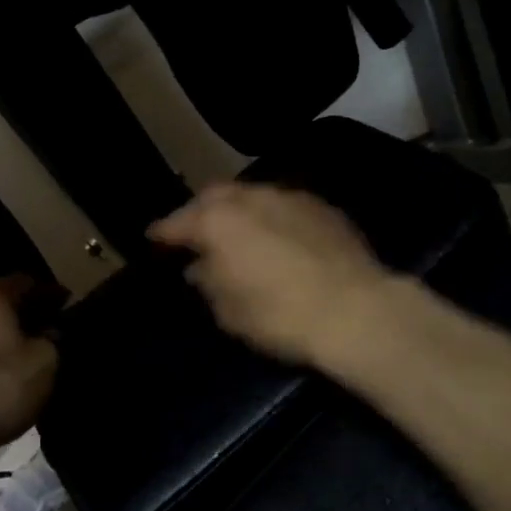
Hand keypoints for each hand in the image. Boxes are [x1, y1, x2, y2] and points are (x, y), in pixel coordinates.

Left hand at [0, 276, 64, 448]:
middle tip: (47, 334)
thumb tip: (49, 332)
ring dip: (1, 336)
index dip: (52, 294)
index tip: (67, 310)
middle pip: (1, 301)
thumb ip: (53, 341)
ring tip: (20, 358)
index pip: (29, 282)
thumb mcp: (44, 365)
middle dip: (26, 315)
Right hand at [148, 183, 390, 364]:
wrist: (356, 310)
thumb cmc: (281, 316)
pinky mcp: (322, 207)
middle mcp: (251, 198)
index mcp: (219, 221)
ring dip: (239, 211)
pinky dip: (272, 217)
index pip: (179, 221)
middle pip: (215, 196)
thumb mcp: (230, 311)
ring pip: (253, 195)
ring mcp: (290, 197)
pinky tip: (278, 237)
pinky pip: (284, 205)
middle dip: (201, 212)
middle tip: (196, 234)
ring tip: (239, 234)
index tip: (154, 239)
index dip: (164, 232)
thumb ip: (208, 282)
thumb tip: (200, 267)